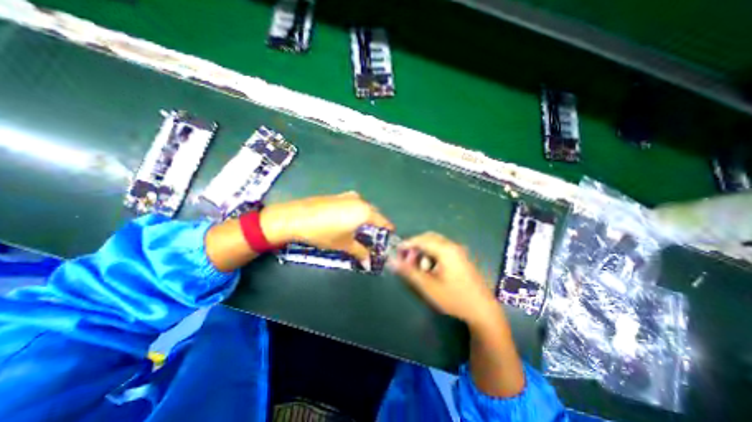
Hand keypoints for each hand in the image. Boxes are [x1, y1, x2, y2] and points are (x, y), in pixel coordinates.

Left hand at [262, 190, 395, 262]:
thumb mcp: (344, 244)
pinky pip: (352, 204)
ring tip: (361, 229)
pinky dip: (355, 212)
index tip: (390, 235)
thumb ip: (360, 252)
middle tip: (375, 236)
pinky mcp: (337, 196)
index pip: (383, 221)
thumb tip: (369, 263)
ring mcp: (347, 196)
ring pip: (362, 208)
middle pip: (374, 213)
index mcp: (365, 212)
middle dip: (376, 223)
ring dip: (365, 217)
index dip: (387, 229)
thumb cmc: (325, 233)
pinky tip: (347, 221)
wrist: (297, 217)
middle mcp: (359, 201)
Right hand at [388, 231, 496, 325]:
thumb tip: (392, 261)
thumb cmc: (454, 298)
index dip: (407, 244)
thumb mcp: (428, 286)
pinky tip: (431, 269)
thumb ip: (409, 272)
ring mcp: (459, 251)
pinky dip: (432, 255)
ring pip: (436, 243)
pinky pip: (442, 249)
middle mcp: (453, 246)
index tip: (396, 252)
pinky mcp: (461, 258)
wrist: (483, 310)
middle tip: (407, 259)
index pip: (421, 240)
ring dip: (424, 251)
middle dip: (415, 246)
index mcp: (446, 250)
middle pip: (429, 238)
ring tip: (419, 268)